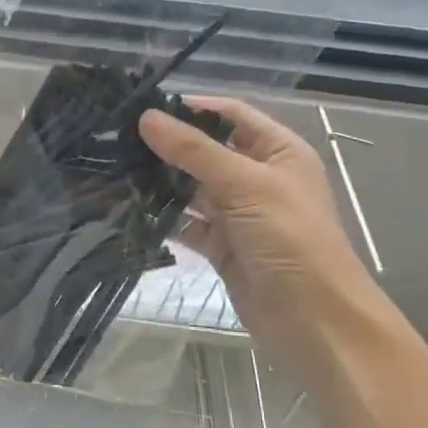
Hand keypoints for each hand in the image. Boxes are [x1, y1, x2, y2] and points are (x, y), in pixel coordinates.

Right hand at [139, 97, 381, 371]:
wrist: (312, 319)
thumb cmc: (289, 238)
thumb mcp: (244, 184)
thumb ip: (193, 150)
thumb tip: (146, 117)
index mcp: (278, 152)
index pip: (231, 115)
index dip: (191, 108)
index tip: (143, 108)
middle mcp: (257, 178)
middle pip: (206, 151)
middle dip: (166, 147)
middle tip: (116, 141)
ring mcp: (238, 214)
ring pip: (192, 189)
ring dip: (159, 183)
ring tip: (114, 171)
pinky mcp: (221, 246)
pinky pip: (186, 224)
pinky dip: (163, 218)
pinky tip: (129, 210)